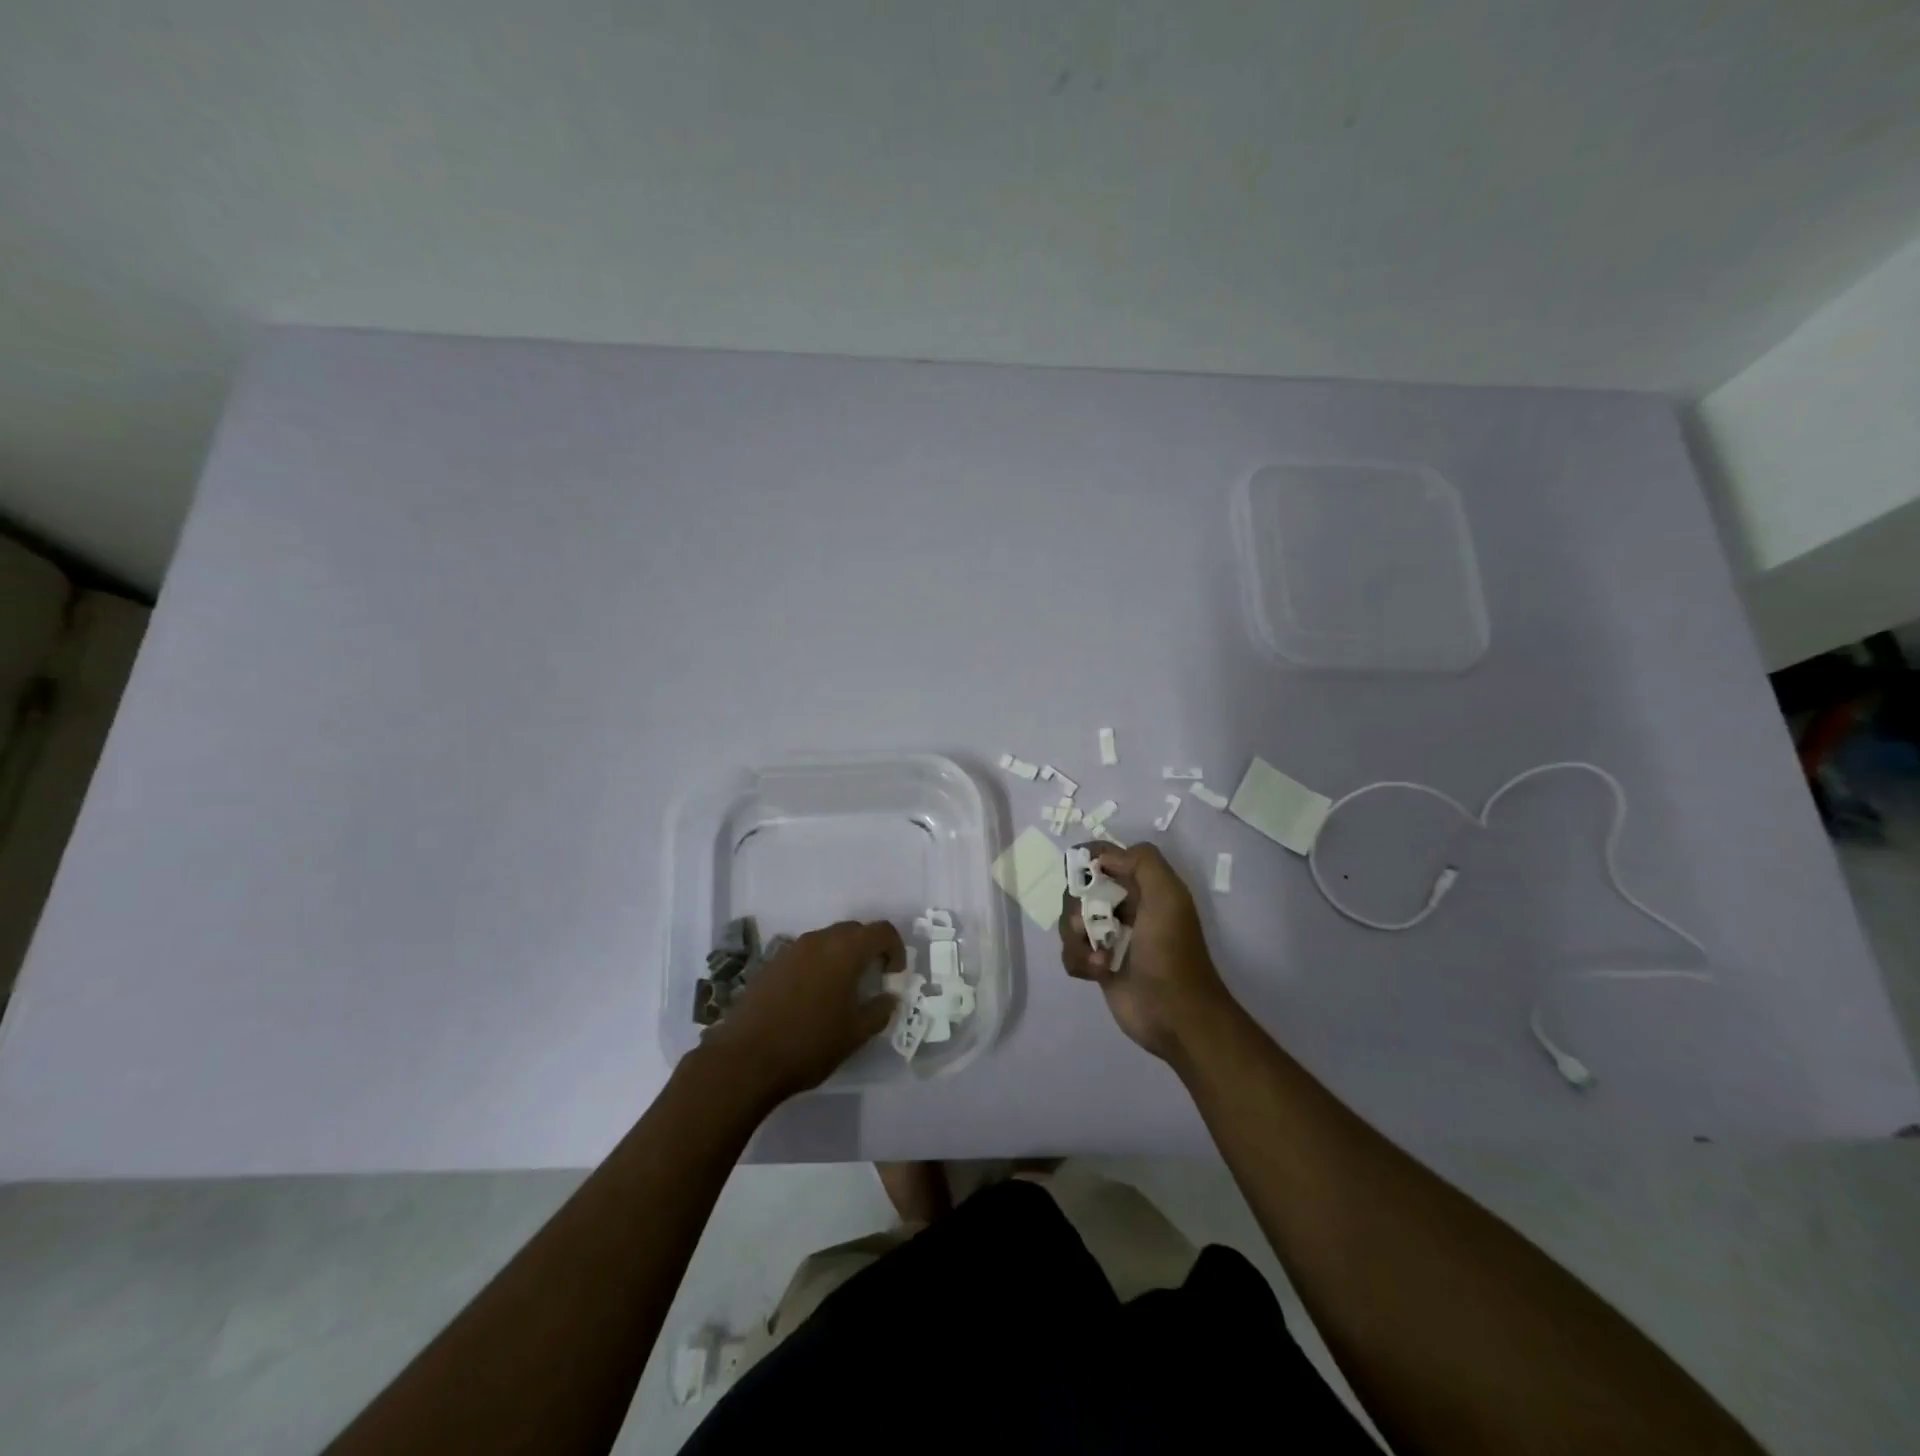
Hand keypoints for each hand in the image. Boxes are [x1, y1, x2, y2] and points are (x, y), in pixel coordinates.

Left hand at [700, 920, 902, 1105]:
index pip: (882, 931)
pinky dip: (817, 965)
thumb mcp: (855, 1034)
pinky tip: (812, 997)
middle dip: (869, 949)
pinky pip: (804, 954)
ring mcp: (790, 950)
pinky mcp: (770, 964)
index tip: (893, 975)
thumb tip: (889, 998)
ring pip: (826, 941)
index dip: (895, 948)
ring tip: (842, 989)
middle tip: (872, 979)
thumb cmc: (809, 1044)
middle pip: (853, 931)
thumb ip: (879, 1011)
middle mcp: (818, 940)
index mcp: (844, 950)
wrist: (745, 1060)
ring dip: (841, 956)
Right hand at [1059, 843, 1236, 1062]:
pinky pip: (1071, 953)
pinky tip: (1096, 971)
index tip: (1076, 868)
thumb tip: (1103, 857)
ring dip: (1076, 937)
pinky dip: (1078, 960)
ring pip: (1071, 922)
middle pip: (1080, 890)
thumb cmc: (1171, 951)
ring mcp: (1109, 938)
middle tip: (1086, 922)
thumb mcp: (1168, 896)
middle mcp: (1125, 909)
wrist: (1175, 1015)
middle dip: (1076, 904)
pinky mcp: (1098, 966)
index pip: (1108, 858)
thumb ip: (1142, 863)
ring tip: (1098, 956)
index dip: (1089, 858)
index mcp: (1144, 888)